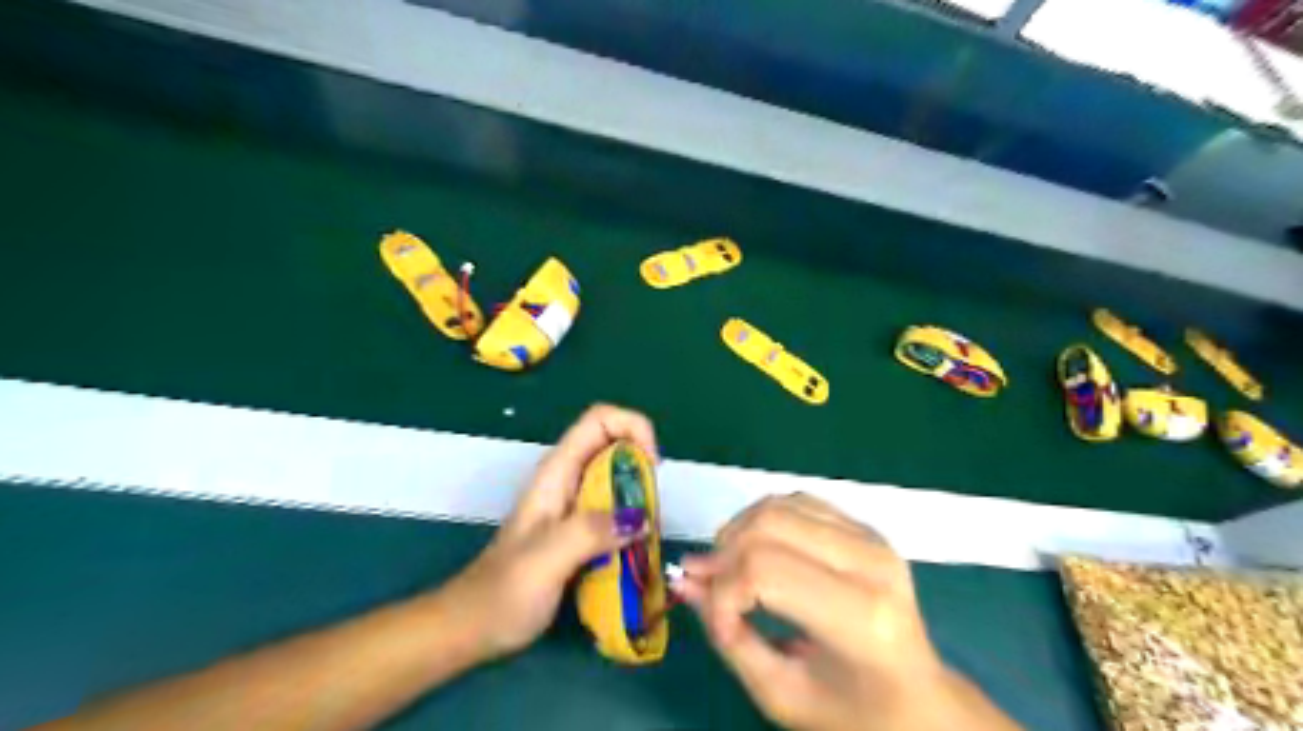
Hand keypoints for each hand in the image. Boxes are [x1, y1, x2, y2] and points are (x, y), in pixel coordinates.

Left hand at [442, 405, 656, 661]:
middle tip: (653, 511)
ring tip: (648, 535)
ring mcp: (573, 505)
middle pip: (615, 445)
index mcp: (558, 472)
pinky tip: (635, 551)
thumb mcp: (546, 559)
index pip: (601, 420)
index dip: (633, 428)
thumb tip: (641, 518)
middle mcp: (567, 480)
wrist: (472, 628)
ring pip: (618, 479)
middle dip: (642, 468)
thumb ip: (590, 532)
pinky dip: (632, 523)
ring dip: (640, 499)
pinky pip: (615, 511)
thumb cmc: (503, 593)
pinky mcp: (578, 530)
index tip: (653, 467)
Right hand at [677, 493, 1022, 727]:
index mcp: (861, 618)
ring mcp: (872, 538)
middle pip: (769, 526)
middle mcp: (871, 563)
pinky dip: (763, 518)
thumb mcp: (783, 695)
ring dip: (739, 530)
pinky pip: (798, 500)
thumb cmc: (853, 712)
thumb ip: (728, 637)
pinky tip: (759, 549)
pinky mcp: (866, 527)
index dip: (724, 592)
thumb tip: (685, 582)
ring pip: (779, 505)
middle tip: (708, 584)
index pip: (766, 572)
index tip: (717, 624)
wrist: (920, 700)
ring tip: (730, 568)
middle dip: (724, 553)